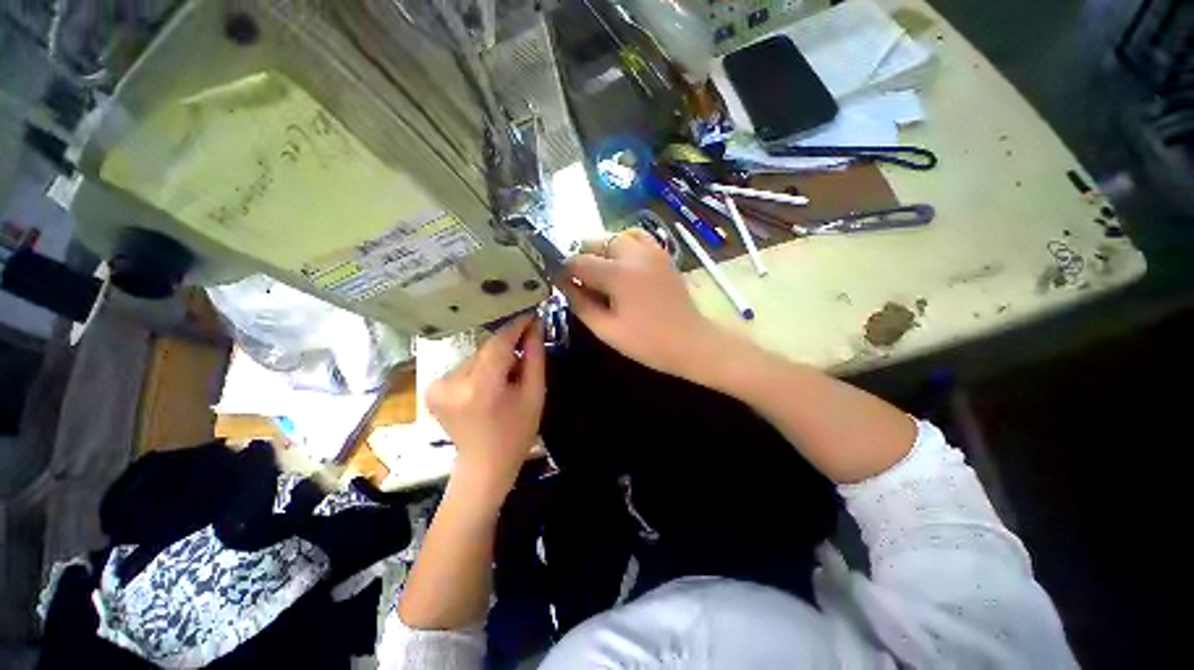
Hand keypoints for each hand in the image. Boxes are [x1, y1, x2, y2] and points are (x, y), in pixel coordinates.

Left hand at [426, 314, 544, 505]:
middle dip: (508, 347)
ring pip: (477, 355)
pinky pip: (465, 365)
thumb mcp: (535, 393)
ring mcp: (438, 385)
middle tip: (525, 354)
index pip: (499, 342)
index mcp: (481, 387)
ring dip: (494, 359)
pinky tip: (489, 385)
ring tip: (506, 378)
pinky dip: (480, 368)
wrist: (484, 463)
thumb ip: (534, 355)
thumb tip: (535, 324)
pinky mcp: (432, 387)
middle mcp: (453, 382)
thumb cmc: (517, 431)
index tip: (531, 314)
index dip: (516, 326)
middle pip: (487, 348)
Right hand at [558, 229, 724, 380]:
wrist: (690, 342)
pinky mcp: (662, 254)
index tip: (559, 283)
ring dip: (602, 249)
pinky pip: (637, 237)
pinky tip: (622, 263)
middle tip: (581, 280)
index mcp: (618, 274)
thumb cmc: (647, 342)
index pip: (578, 261)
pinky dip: (624, 244)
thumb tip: (563, 285)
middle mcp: (634, 253)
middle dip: (582, 257)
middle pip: (596, 241)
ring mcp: (651, 250)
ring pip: (615, 236)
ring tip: (600, 271)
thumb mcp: (607, 330)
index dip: (564, 271)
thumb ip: (580, 304)